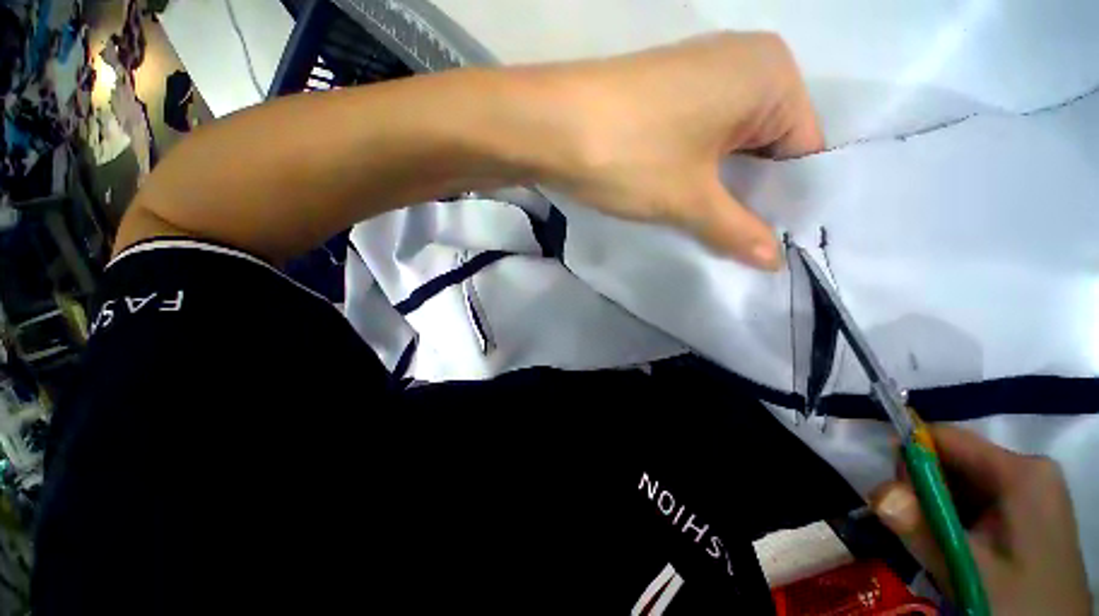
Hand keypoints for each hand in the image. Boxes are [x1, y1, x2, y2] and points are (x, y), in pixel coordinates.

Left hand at [534, 32, 823, 269]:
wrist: (549, 127)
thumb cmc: (630, 155)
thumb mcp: (690, 200)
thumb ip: (737, 230)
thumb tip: (774, 263)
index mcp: (771, 74)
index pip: (804, 150)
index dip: (787, 202)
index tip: (774, 244)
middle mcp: (743, 63)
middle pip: (767, 146)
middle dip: (752, 197)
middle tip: (744, 246)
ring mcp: (700, 74)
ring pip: (730, 145)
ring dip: (722, 188)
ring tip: (714, 231)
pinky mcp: (666, 92)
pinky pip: (701, 137)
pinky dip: (698, 171)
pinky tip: (687, 201)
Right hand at [871, 426, 1091, 614]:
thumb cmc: (1018, 603)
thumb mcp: (967, 571)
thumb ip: (920, 529)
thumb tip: (875, 493)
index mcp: (1021, 472)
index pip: (946, 437)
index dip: (910, 457)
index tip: (893, 495)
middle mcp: (1028, 470)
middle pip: (953, 459)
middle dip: (924, 489)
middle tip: (915, 529)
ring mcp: (1031, 490)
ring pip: (962, 481)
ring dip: (937, 507)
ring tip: (938, 545)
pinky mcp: (1028, 509)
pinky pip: (976, 498)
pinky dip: (954, 518)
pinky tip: (956, 547)